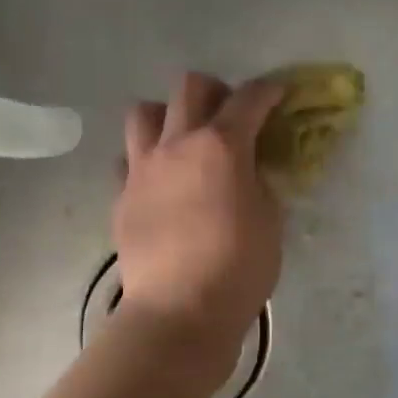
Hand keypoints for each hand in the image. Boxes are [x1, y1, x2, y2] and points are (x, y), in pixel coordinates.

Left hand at [114, 73, 285, 385]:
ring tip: (182, 139)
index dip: (267, 90)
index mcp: (221, 145)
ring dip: (167, 115)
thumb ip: (258, 181)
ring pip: (144, 112)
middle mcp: (177, 143)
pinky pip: (128, 158)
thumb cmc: (237, 267)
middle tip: (229, 115)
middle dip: (215, 91)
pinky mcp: (121, 194)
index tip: (277, 93)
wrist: (178, 310)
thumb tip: (247, 167)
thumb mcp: (269, 220)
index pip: (248, 99)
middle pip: (189, 87)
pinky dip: (145, 159)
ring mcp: (142, 167)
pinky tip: (159, 181)